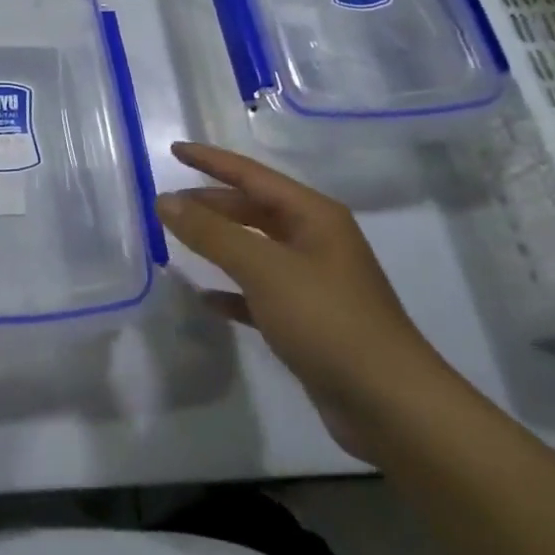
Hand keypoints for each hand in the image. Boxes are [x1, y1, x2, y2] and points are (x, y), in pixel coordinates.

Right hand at [156, 140, 456, 458]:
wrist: (390, 405)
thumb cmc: (327, 320)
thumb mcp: (263, 269)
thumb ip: (211, 232)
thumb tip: (164, 199)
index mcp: (313, 216)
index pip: (251, 175)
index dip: (211, 160)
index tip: (174, 148)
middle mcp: (315, 241)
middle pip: (252, 210)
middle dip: (210, 203)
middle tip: (166, 204)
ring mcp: (314, 282)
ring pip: (254, 249)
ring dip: (217, 243)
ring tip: (177, 240)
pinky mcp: (308, 321)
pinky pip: (259, 292)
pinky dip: (232, 290)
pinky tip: (206, 298)